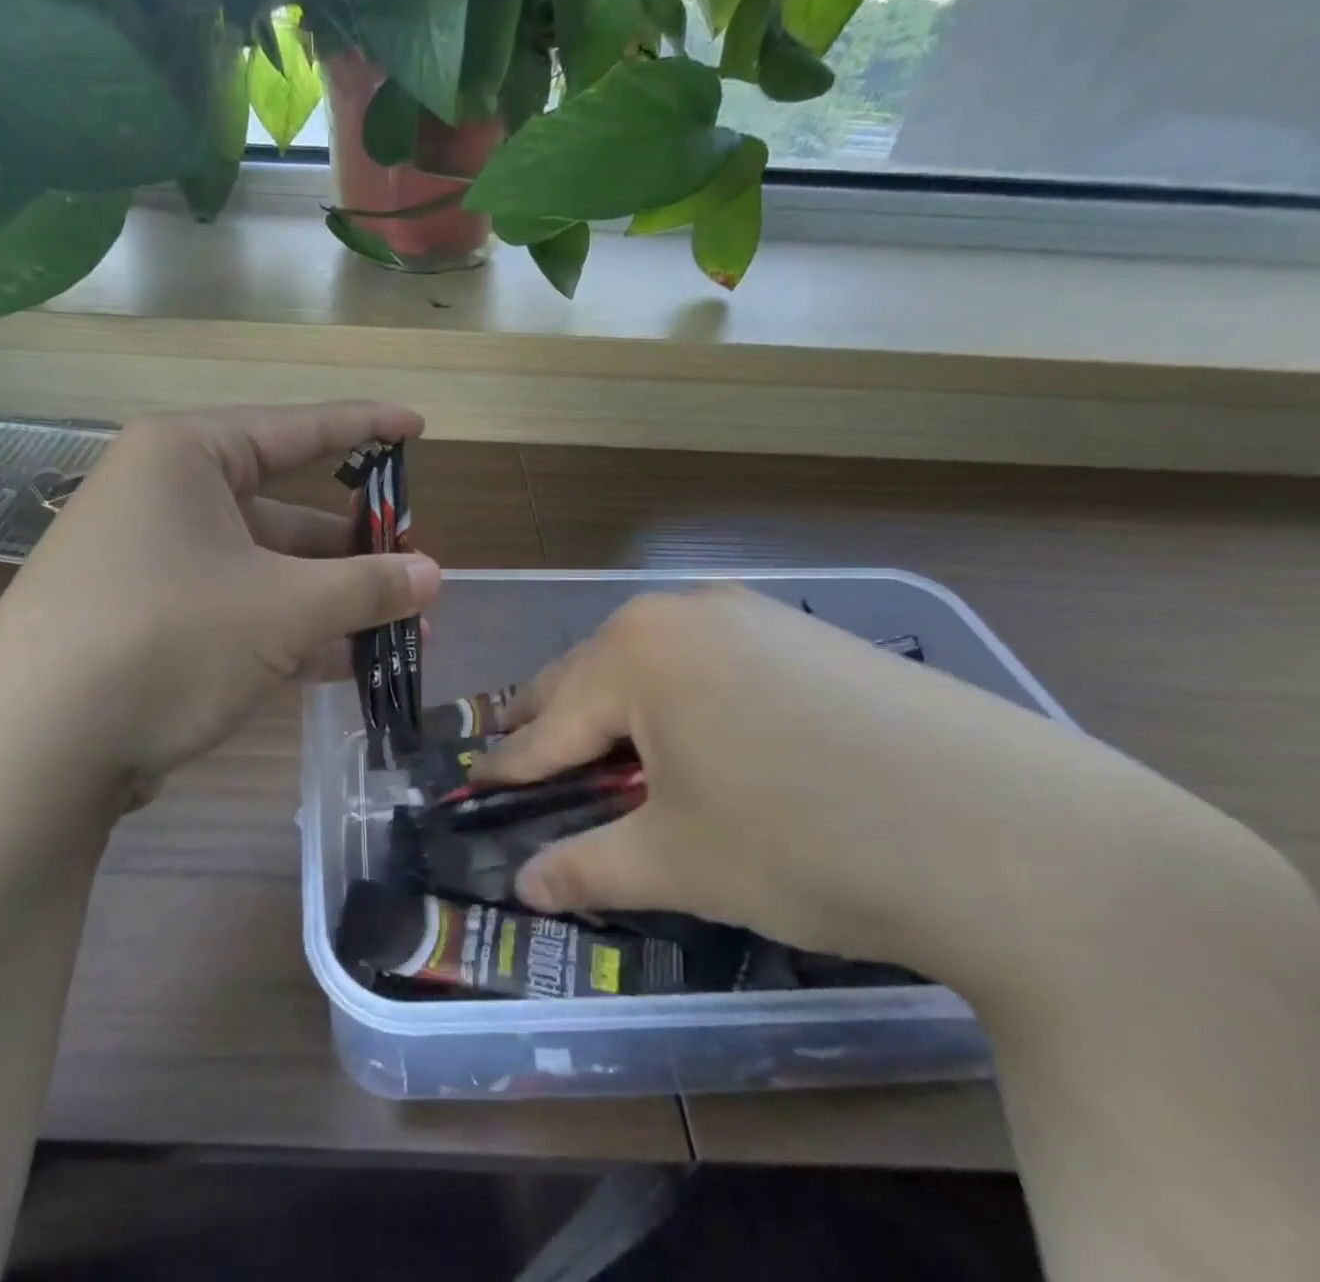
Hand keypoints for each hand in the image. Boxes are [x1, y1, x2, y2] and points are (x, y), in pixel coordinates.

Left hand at [0, 403, 440, 799]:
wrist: (31, 750)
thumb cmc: (166, 638)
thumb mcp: (282, 609)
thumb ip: (365, 587)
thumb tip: (435, 576)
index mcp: (185, 457)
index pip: (295, 429)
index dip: (363, 427)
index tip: (417, 425)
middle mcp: (164, 498)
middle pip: (282, 510)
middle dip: (355, 547)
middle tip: (417, 569)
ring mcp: (153, 565)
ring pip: (264, 570)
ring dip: (331, 601)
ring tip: (404, 630)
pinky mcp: (148, 624)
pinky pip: (237, 612)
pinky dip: (290, 633)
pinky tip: (348, 664)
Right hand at [472, 586, 1198, 985]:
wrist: (1024, 839)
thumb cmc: (808, 844)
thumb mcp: (681, 863)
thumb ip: (588, 866)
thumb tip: (525, 886)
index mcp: (635, 654)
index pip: (548, 723)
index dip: (509, 764)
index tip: (474, 784)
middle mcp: (682, 612)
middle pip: (590, 677)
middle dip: (553, 727)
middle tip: (525, 765)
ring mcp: (749, 613)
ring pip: (649, 664)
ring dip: (617, 710)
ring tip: (607, 757)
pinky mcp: (803, 632)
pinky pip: (707, 661)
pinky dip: (679, 699)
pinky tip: (699, 739)